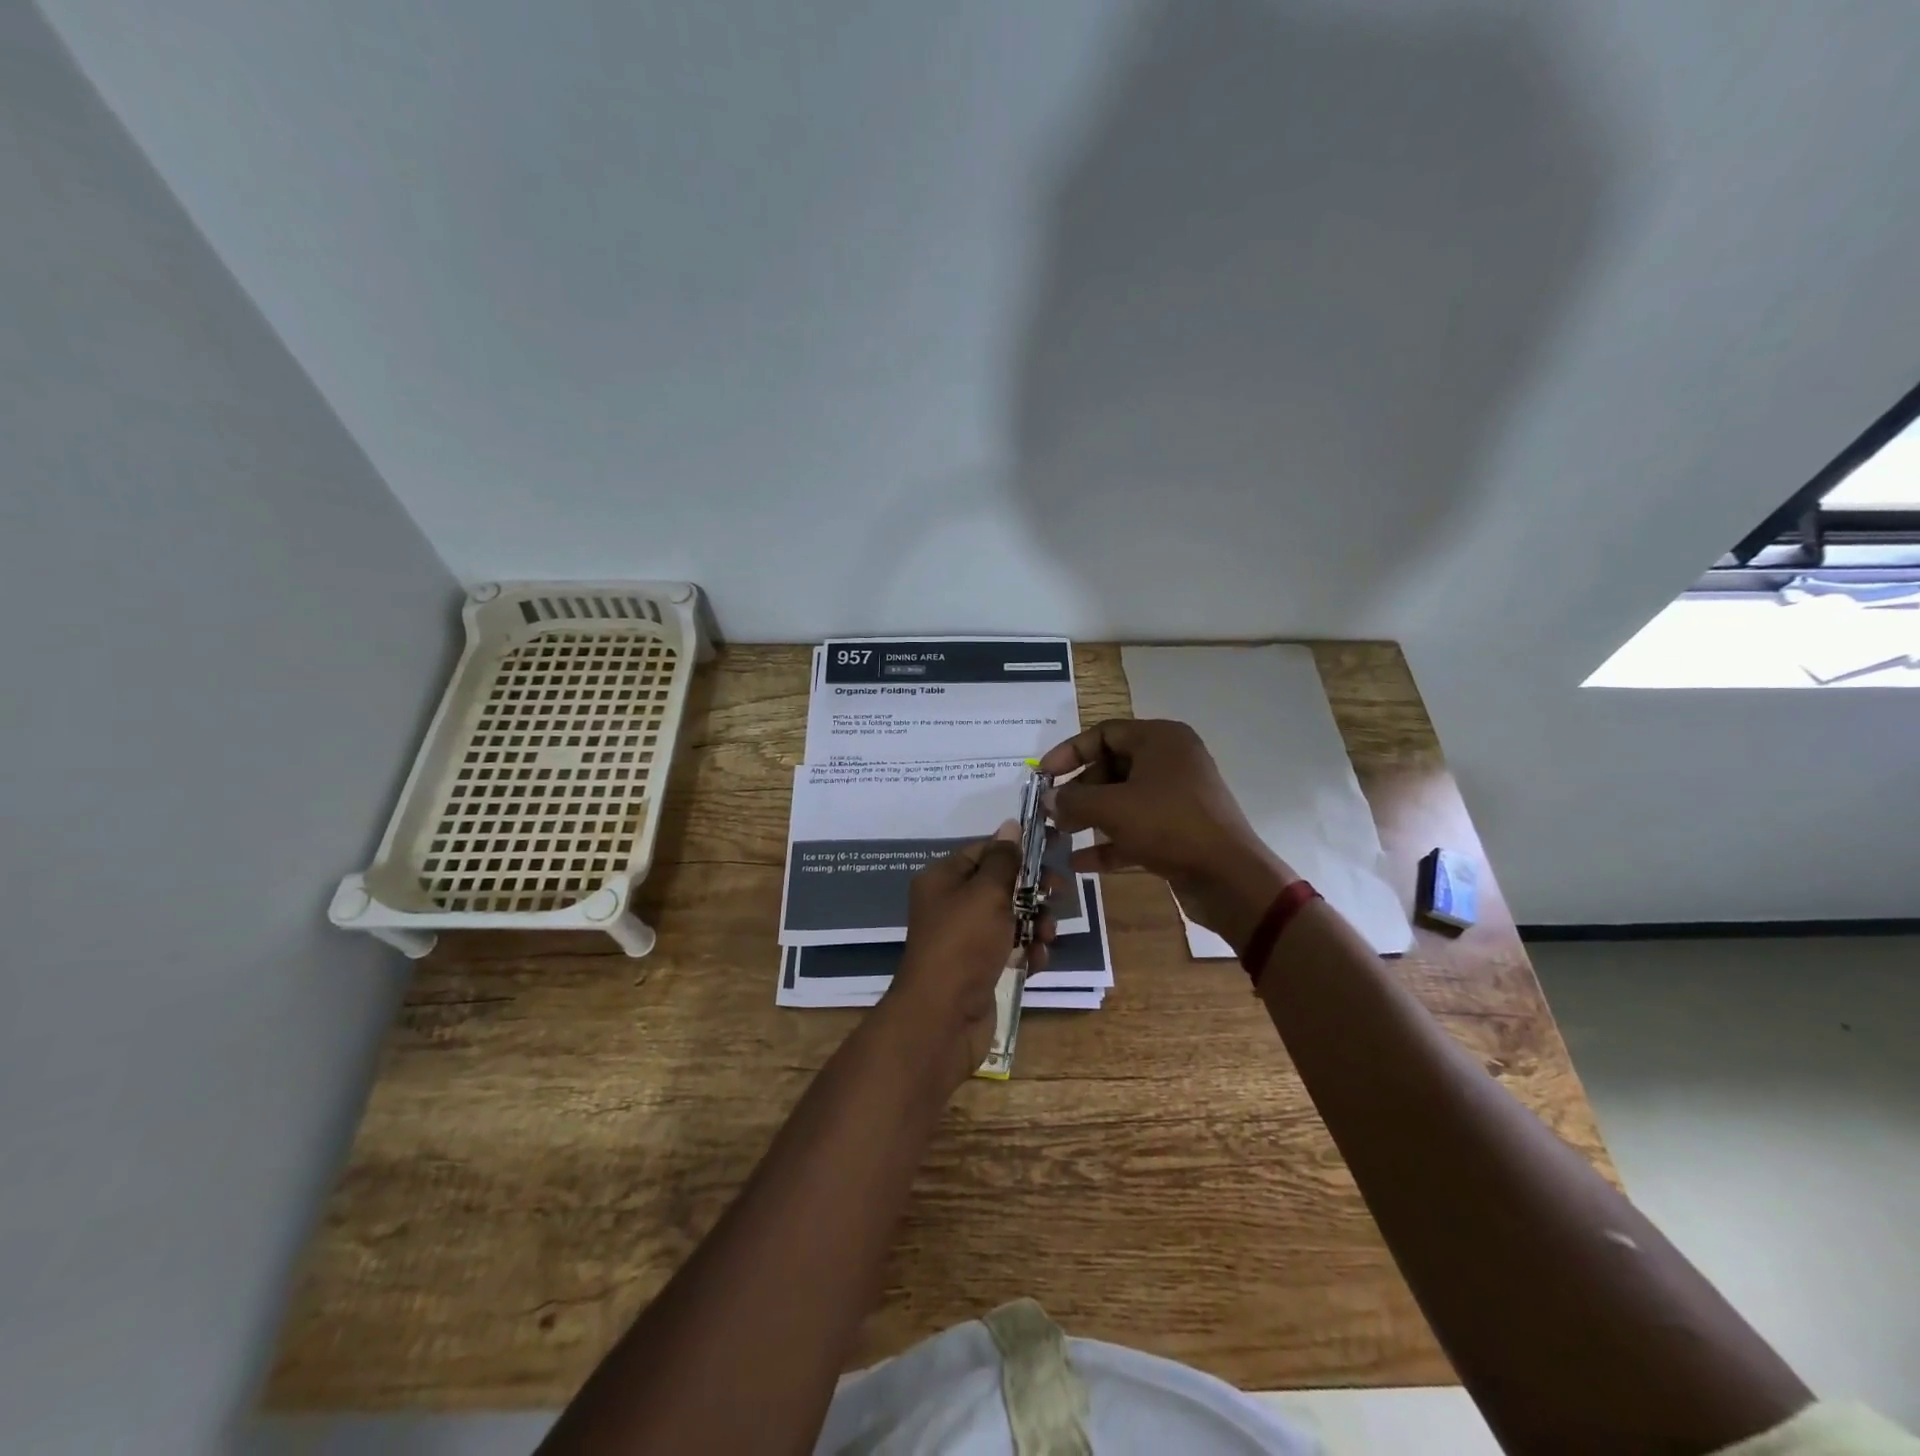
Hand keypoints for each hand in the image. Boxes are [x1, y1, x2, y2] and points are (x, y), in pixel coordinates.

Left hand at [885, 820, 1053, 1088]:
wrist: (943, 1017)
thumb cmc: (963, 943)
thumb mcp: (986, 892)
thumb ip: (1004, 860)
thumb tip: (1010, 825)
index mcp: (943, 879)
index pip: (984, 851)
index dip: (1018, 848)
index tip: (1054, 847)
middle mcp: (952, 905)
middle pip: (1001, 885)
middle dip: (1033, 889)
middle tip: (1059, 892)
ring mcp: (966, 940)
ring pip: (1011, 918)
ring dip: (1036, 923)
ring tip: (1048, 935)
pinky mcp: (980, 969)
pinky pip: (1011, 950)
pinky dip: (1027, 952)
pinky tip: (1037, 960)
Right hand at [1038, 719, 1294, 953]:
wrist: (1229, 877)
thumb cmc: (1168, 825)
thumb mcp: (1112, 808)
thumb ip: (1073, 800)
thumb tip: (1047, 800)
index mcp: (1160, 740)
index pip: (1104, 733)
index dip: (1069, 752)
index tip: (1043, 776)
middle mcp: (1171, 761)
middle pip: (1112, 767)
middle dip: (1079, 791)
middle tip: (1052, 812)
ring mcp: (1177, 797)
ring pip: (1123, 800)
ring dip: (1090, 817)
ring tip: (1060, 836)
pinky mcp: (1180, 830)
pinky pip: (1137, 828)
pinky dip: (1110, 842)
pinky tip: (1080, 864)